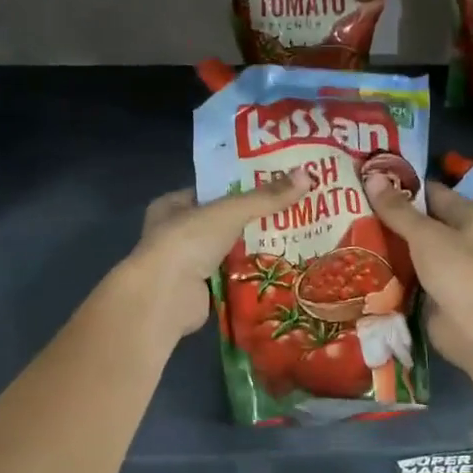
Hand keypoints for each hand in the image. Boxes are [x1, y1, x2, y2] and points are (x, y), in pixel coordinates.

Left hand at [121, 174, 306, 346]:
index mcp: (173, 205)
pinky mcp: (201, 292)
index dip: (242, 187)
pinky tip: (281, 269)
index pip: (212, 191)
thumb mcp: (230, 211)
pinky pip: (232, 277)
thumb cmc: (188, 242)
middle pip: (224, 222)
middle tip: (293, 213)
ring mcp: (187, 265)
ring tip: (295, 239)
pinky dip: (251, 275)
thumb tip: (308, 175)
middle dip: (254, 221)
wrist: (164, 296)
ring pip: (229, 251)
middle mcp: (176, 233)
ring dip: (255, 249)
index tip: (276, 186)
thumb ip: (266, 197)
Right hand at [363, 173, 472, 384]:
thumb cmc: (459, 272)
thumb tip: (372, 176)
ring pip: (406, 249)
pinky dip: (384, 271)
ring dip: (381, 244)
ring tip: (341, 231)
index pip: (427, 191)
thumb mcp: (426, 235)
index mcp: (464, 215)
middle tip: (345, 206)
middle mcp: (455, 238)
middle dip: (384, 216)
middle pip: (414, 221)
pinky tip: (355, 263)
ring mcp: (442, 267)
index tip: (364, 180)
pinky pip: (403, 275)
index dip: (399, 184)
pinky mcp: (428, 292)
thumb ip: (398, 209)